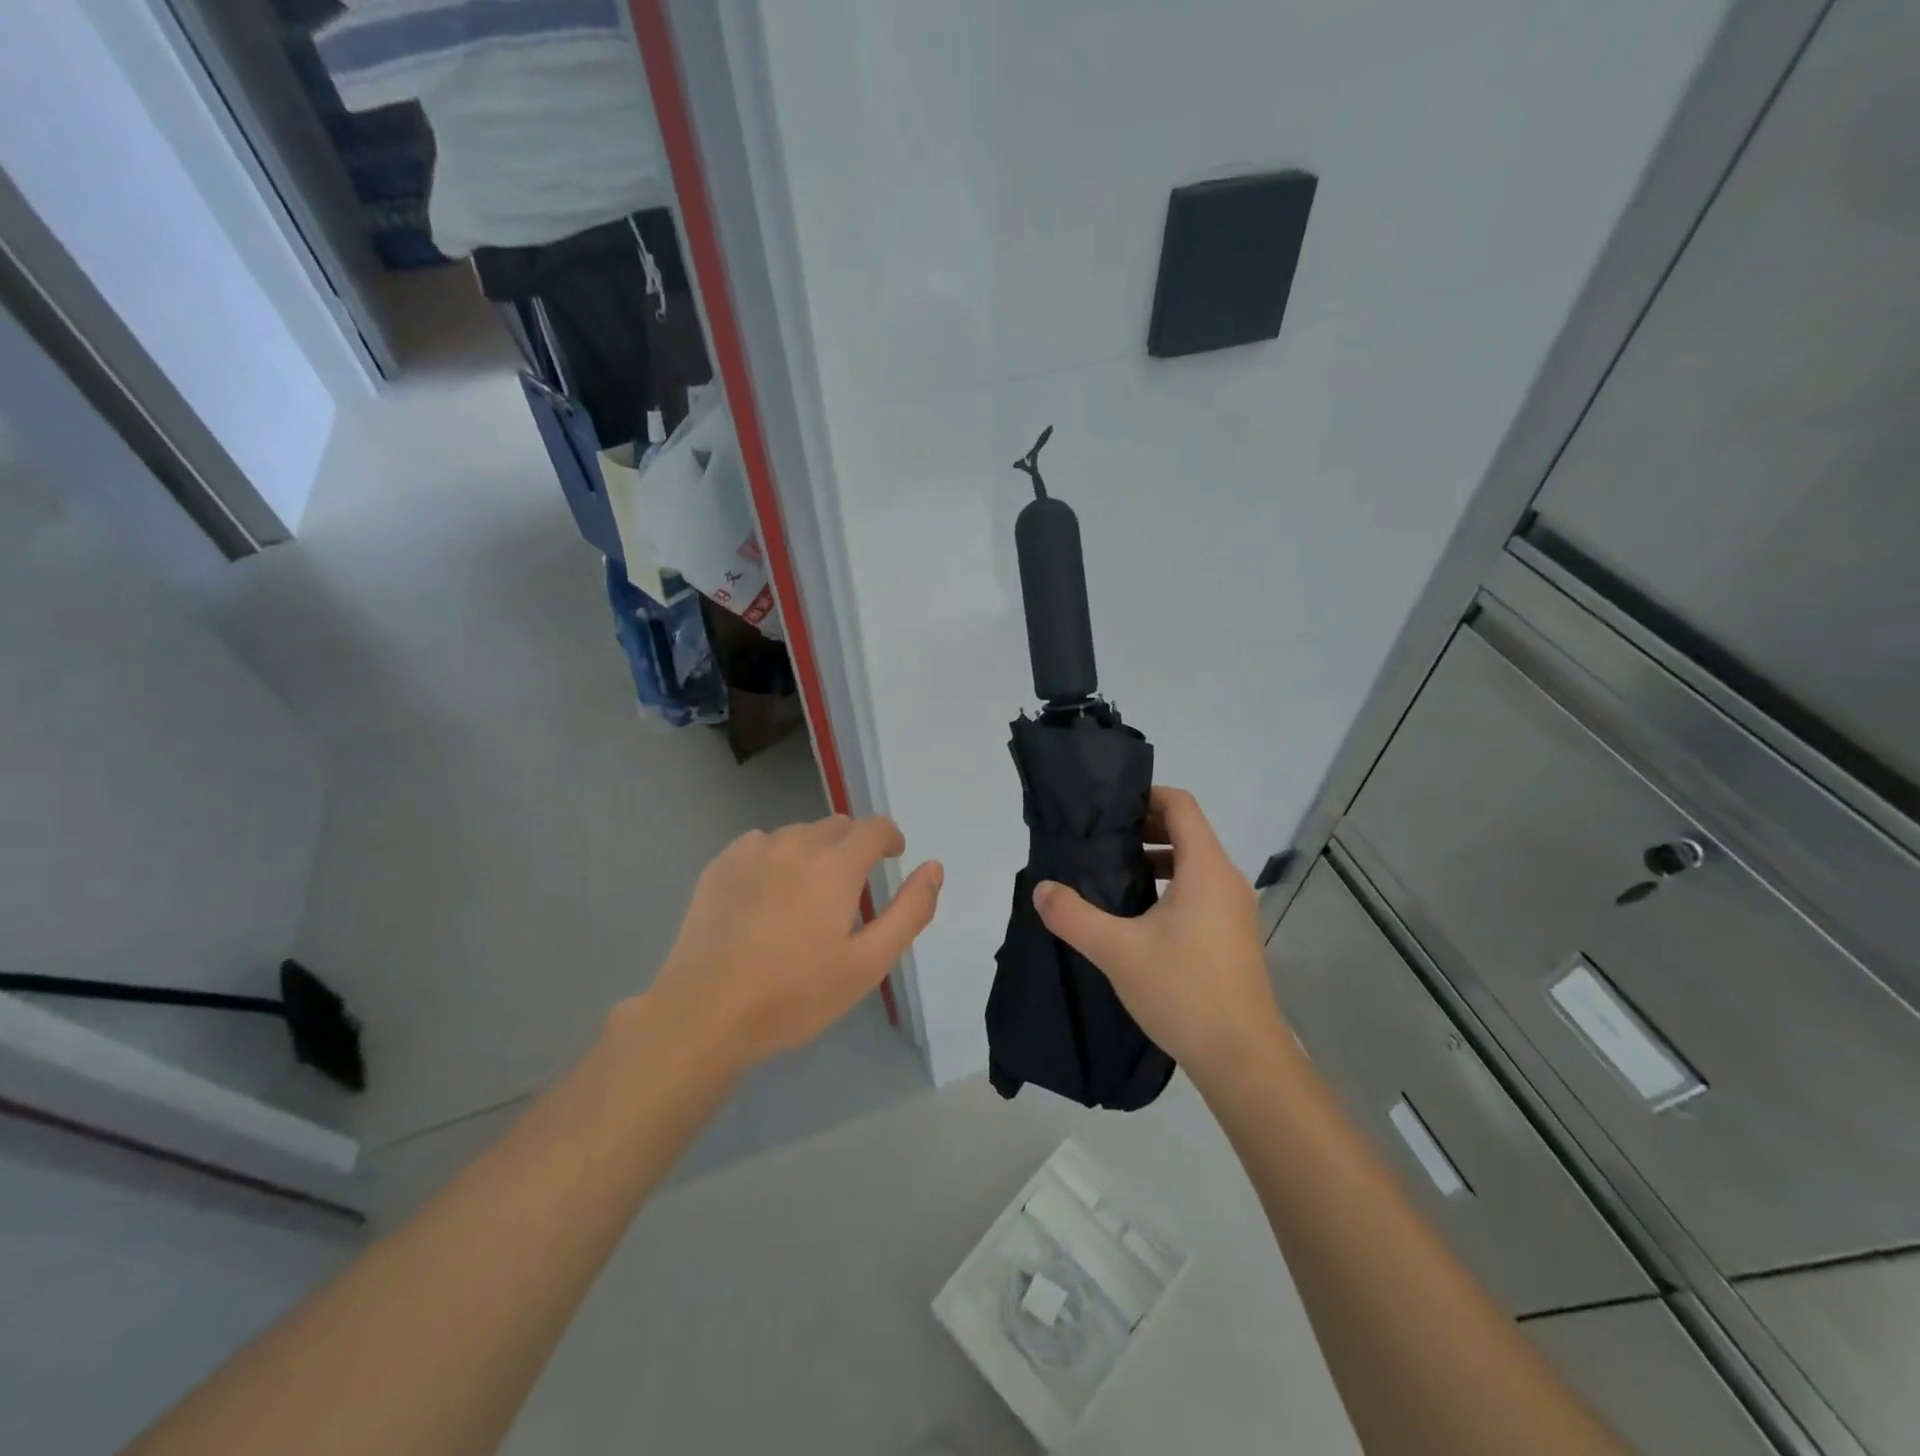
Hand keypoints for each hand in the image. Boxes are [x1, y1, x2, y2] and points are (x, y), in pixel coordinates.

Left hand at [646, 815, 941, 1072]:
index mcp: (836, 864)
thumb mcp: (868, 963)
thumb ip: (909, 911)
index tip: (891, 858)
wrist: (705, 1013)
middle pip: (837, 826)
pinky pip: (761, 845)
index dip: (889, 839)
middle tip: (850, 890)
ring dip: (813, 852)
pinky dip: (775, 859)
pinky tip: (766, 898)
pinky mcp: (720, 865)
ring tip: (807, 897)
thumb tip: (933, 868)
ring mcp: (753, 851)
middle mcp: (796, 843)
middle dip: (852, 847)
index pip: (874, 827)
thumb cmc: (795, 994)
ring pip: (798, 834)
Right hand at [1033, 786, 1284, 1082]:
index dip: (1147, 795)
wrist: (1242, 1058)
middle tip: (1102, 839)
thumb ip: (1073, 916)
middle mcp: (1226, 880)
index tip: (1109, 806)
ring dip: (1157, 858)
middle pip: (1188, 831)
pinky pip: (1201, 890)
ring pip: (1194, 863)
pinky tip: (1139, 915)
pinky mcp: (1233, 936)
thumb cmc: (1183, 991)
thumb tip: (1041, 889)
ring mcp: (1234, 910)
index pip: (1181, 805)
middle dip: (1145, 827)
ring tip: (1115, 873)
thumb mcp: (1117, 951)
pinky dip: (1171, 884)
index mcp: (1206, 869)